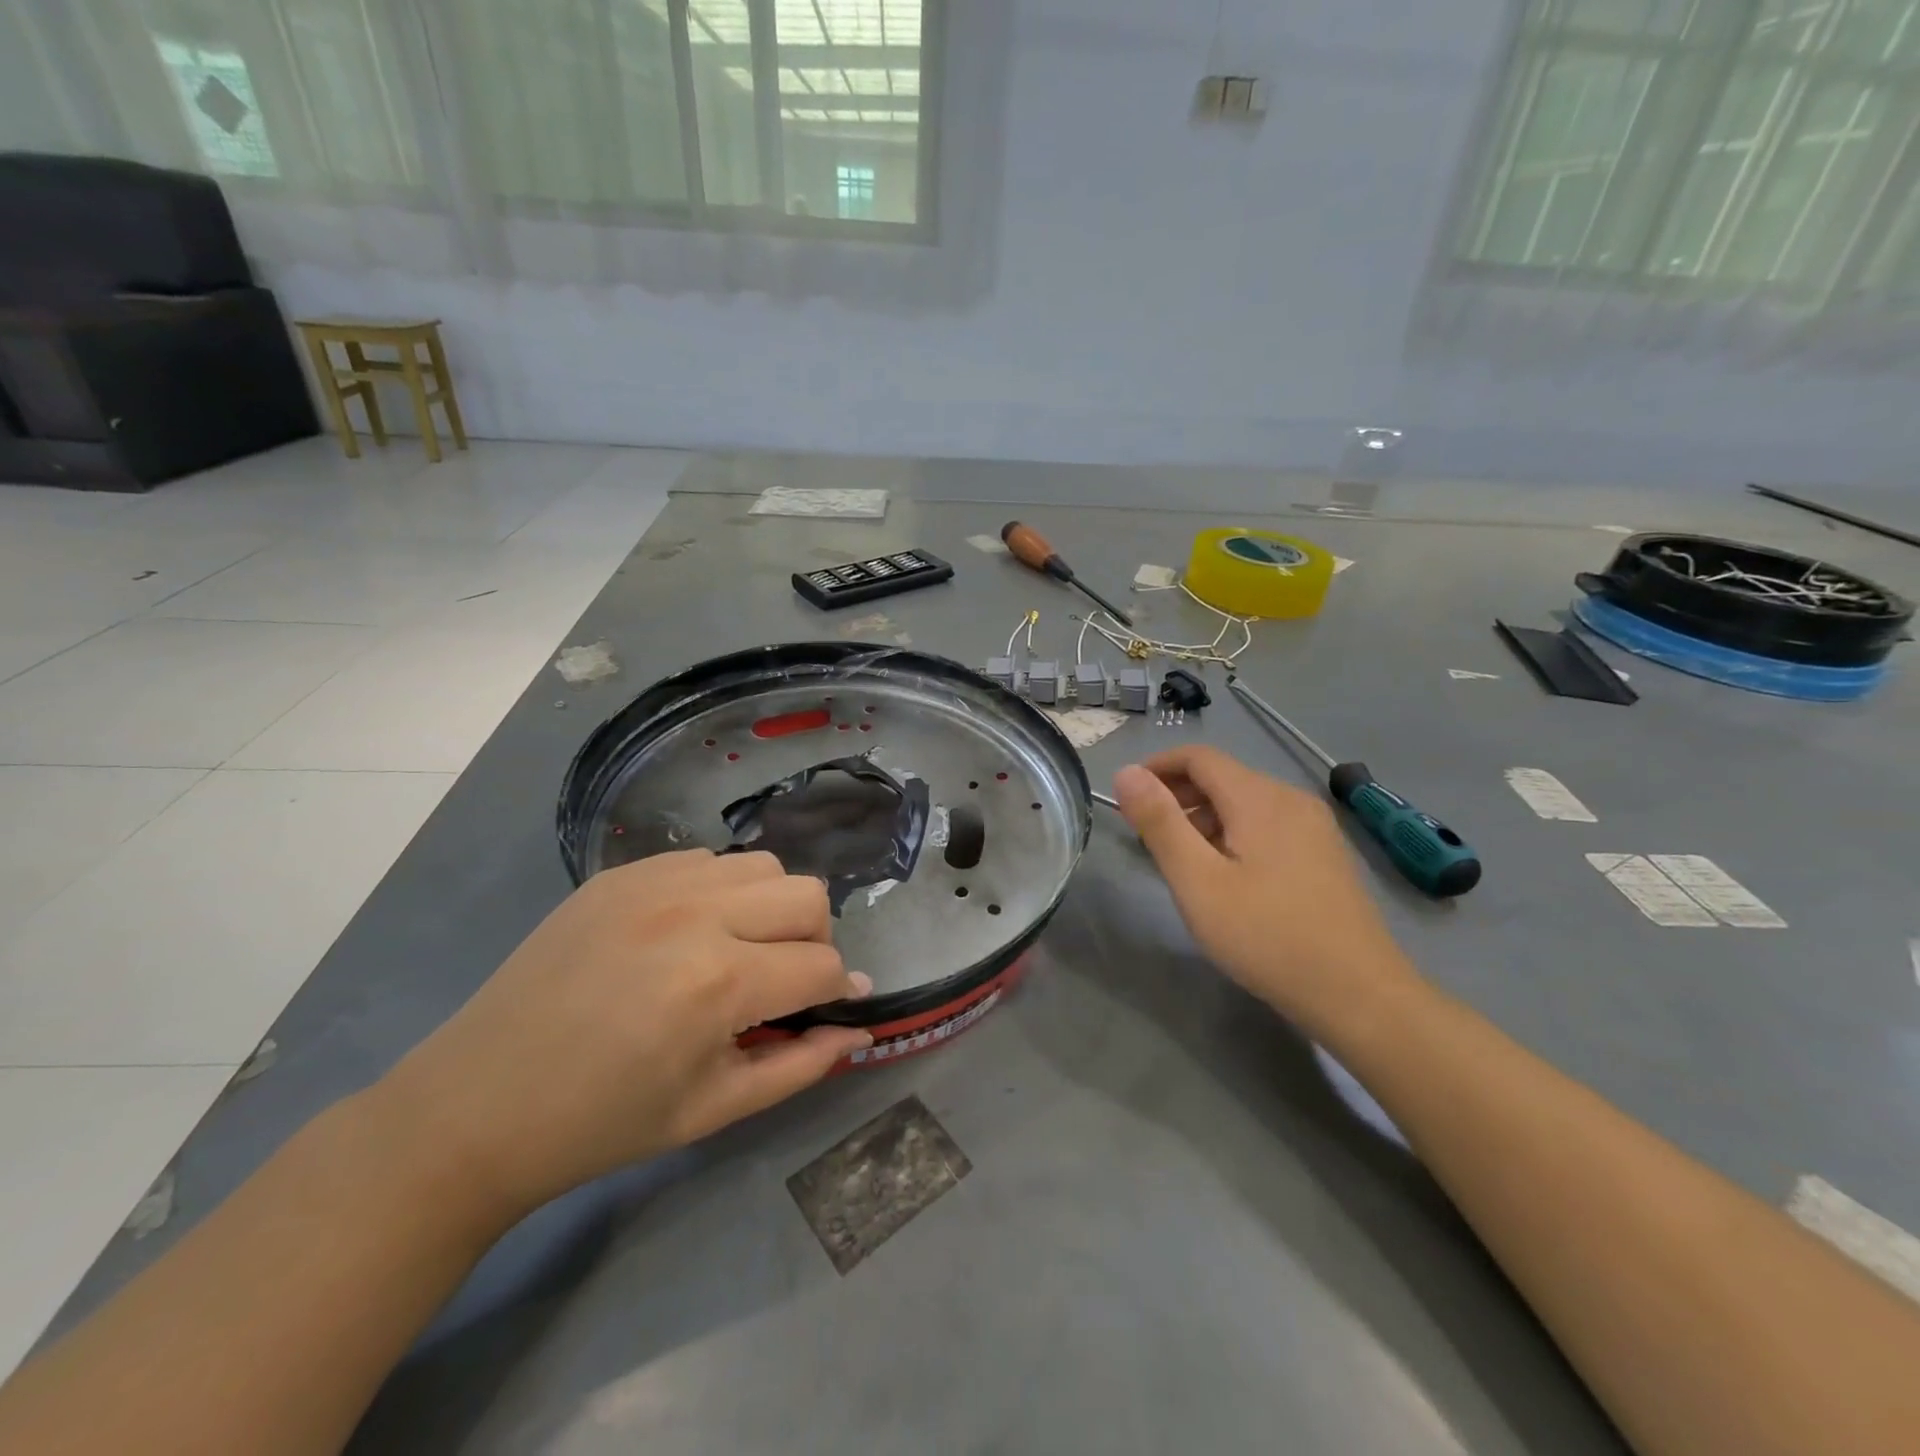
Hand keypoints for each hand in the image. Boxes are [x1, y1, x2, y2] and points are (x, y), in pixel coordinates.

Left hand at [378, 850, 872, 1219]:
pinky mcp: (620, 874)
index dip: (838, 992)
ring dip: (771, 908)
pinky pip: (706, 861)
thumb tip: (860, 1029)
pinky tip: (689, 933)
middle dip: (814, 941)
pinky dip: (720, 892)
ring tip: (739, 950)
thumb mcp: (714, 1109)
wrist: (476, 1107)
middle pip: (807, 896)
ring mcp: (653, 884)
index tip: (832, 1009)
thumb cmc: (602, 1122)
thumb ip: (802, 1064)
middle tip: (783, 981)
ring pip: (762, 866)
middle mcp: (695, 915)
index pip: (822, 967)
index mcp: (718, 984)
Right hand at [1112, 746, 1418, 1033]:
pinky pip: (1269, 826)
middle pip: (1223, 777)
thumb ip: (1160, 823)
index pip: (1199, 757)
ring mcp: (1315, 828)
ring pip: (1246, 803)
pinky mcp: (1326, 855)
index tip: (1127, 798)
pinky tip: (1227, 877)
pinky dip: (1234, 834)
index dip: (1157, 767)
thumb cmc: (1267, 936)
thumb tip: (1127, 772)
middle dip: (1178, 795)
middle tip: (1145, 835)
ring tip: (1181, 861)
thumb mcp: (1197, 881)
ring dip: (1204, 818)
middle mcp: (1291, 799)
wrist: (1360, 995)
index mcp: (1259, 798)